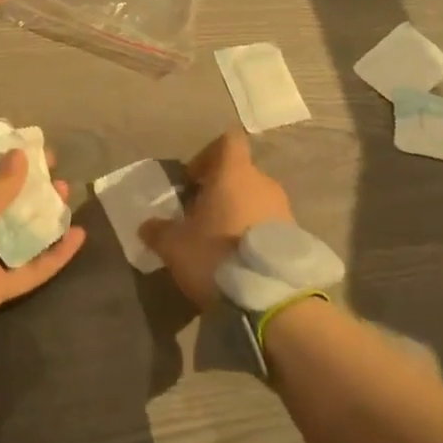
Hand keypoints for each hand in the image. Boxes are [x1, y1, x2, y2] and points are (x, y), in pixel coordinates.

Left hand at [0, 148, 84, 345]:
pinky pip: (28, 266)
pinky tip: (78, 236)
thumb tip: (19, 155)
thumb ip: (0, 181)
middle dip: (26, 182)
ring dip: (42, 213)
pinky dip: (52, 253)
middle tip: (53, 168)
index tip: (24, 143)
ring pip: (15, 230)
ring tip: (66, 193)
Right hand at [139, 129, 293, 311]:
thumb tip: (146, 226)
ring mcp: (284, 210)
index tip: (193, 178)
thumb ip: (159, 231)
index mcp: (234, 173)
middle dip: (220, 189)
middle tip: (200, 215)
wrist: (272, 300)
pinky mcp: (296, 237)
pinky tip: (240, 259)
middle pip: (240, 173)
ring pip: (256, 199)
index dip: (208, 154)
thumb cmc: (217, 256)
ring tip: (220, 240)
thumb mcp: (175, 246)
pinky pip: (269, 224)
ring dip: (238, 212)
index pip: (227, 142)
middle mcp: (263, 183)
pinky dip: (254, 233)